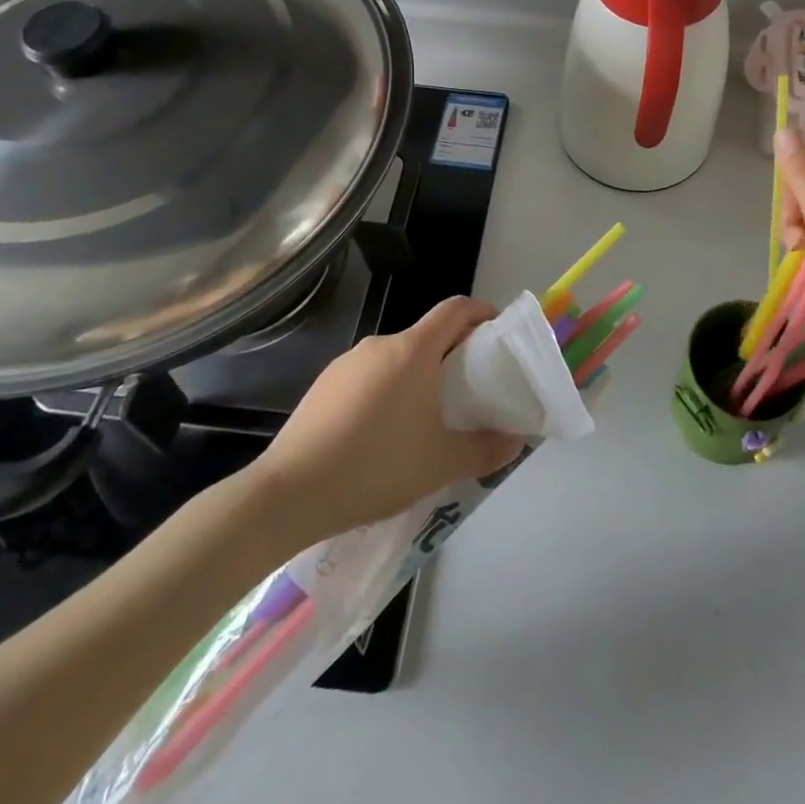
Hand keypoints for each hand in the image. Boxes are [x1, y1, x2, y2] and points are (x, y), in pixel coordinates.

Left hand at [239, 297, 524, 545]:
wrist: (288, 493)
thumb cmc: (375, 466)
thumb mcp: (440, 464)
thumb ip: (485, 450)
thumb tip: (516, 441)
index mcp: (414, 350)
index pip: (456, 309)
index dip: (481, 313)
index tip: (496, 332)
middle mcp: (381, 345)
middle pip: (427, 335)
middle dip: (452, 354)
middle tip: (469, 390)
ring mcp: (346, 363)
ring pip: (396, 359)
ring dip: (417, 376)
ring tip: (425, 419)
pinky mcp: (323, 386)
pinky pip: (368, 377)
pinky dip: (386, 392)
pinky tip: (381, 435)